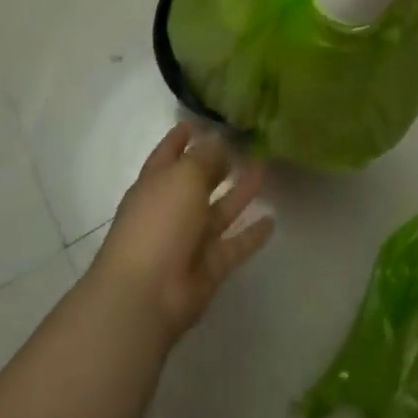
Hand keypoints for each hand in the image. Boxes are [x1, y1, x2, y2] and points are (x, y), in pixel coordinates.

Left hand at [89, 125, 273, 341]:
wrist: (145, 296)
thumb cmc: (159, 223)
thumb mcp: (184, 176)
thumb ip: (205, 158)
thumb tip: (219, 143)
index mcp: (155, 183)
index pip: (169, 153)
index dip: (181, 136)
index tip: (199, 121)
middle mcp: (172, 209)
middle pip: (198, 181)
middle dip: (218, 164)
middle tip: (246, 143)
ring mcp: (189, 241)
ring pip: (220, 210)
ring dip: (240, 192)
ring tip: (265, 169)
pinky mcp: (208, 268)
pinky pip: (233, 245)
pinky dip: (251, 235)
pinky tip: (272, 220)